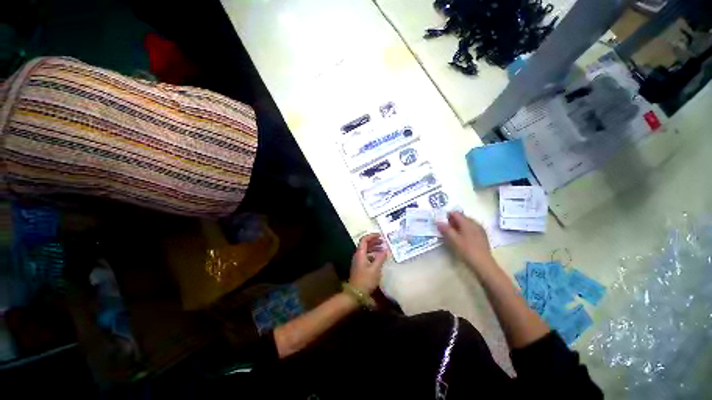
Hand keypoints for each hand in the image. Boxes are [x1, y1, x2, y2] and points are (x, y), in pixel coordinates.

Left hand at [349, 233, 388, 294]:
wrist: (355, 294)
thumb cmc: (365, 280)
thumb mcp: (375, 269)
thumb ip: (381, 258)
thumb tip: (386, 249)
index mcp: (360, 253)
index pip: (364, 239)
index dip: (372, 236)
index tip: (381, 236)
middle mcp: (358, 255)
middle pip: (365, 244)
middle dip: (374, 241)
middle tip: (384, 241)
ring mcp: (358, 261)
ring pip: (366, 250)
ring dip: (374, 248)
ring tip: (383, 249)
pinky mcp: (359, 267)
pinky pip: (366, 256)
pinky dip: (373, 255)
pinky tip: (379, 259)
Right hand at [437, 212, 493, 269]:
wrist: (483, 263)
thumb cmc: (467, 250)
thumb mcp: (454, 240)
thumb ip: (446, 229)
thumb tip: (438, 222)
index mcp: (467, 222)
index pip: (456, 213)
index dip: (447, 215)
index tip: (440, 221)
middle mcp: (474, 223)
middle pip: (461, 217)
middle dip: (452, 221)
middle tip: (444, 228)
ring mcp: (479, 229)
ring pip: (466, 223)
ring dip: (458, 226)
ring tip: (451, 233)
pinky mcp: (482, 236)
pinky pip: (471, 229)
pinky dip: (464, 230)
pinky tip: (461, 238)